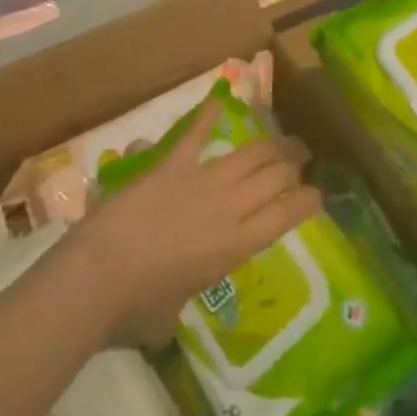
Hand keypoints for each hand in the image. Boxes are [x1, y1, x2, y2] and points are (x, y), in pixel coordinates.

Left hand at [70, 103, 321, 345]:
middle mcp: (229, 207)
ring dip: (270, 145)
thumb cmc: (136, 308)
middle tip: (301, 161)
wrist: (99, 273)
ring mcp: (202, 180)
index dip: (307, 201)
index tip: (317, 195)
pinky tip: (219, 100)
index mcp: (235, 246)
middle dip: (293, 165)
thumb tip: (168, 305)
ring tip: (282, 141)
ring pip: (249, 154)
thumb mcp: (170, 315)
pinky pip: (195, 134)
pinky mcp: (171, 164)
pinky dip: (207, 116)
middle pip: (274, 176)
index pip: (286, 216)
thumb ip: (179, 300)